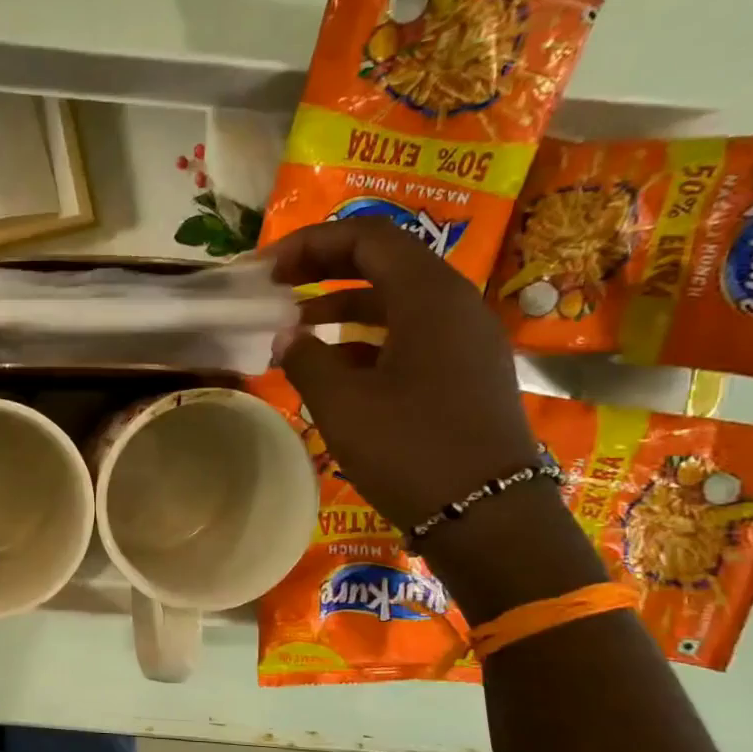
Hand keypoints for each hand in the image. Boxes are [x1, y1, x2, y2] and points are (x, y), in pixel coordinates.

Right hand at [269, 219, 605, 618]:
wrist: (486, 514)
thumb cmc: (410, 449)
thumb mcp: (341, 404)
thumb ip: (305, 359)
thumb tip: (286, 337)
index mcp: (428, 296)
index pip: (367, 237)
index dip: (310, 244)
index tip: (266, 270)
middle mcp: (454, 304)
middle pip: (384, 262)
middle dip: (324, 269)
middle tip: (276, 288)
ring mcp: (464, 339)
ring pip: (396, 301)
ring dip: (342, 307)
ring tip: (294, 330)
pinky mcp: (464, 372)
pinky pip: (409, 334)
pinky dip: (366, 339)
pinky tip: (332, 367)